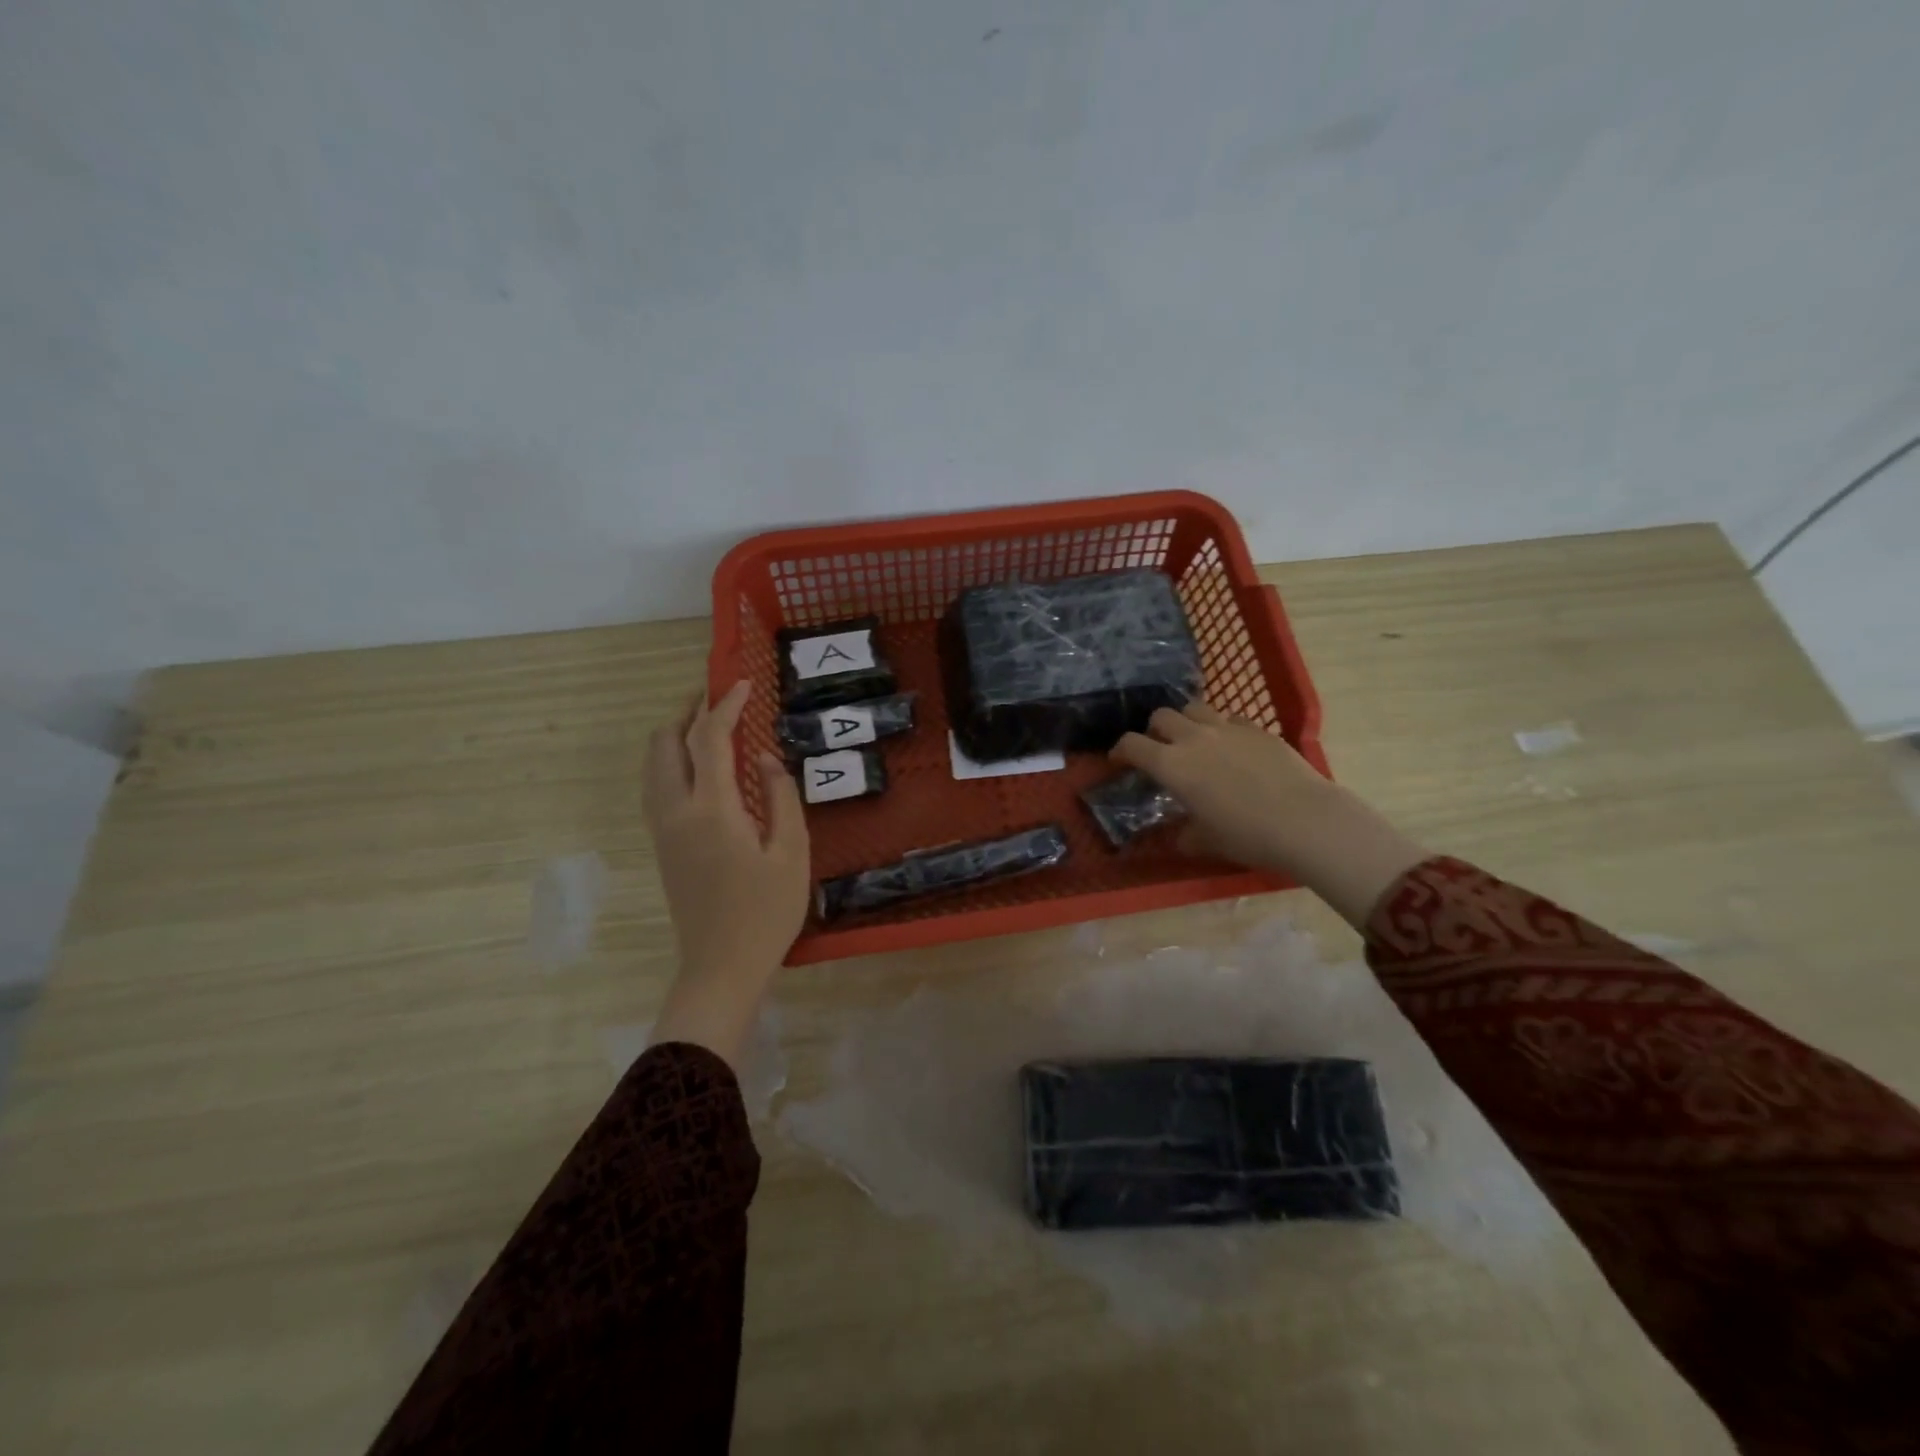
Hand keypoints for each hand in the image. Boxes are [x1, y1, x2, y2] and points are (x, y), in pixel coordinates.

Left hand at [642, 681, 808, 1066]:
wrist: (720, 967)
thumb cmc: (766, 912)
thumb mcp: (791, 853)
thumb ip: (781, 796)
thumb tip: (764, 759)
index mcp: (711, 810)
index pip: (710, 739)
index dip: (726, 705)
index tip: (744, 684)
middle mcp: (675, 811)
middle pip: (665, 743)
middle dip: (689, 711)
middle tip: (720, 696)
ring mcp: (662, 829)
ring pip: (653, 764)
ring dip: (676, 734)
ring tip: (708, 723)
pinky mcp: (662, 845)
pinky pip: (656, 785)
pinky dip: (671, 760)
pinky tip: (699, 766)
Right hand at [1111, 700, 1426, 929]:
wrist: (1305, 821)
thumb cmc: (1247, 835)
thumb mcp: (1206, 841)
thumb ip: (1185, 834)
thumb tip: (1180, 836)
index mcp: (1171, 765)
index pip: (1131, 744)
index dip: (1120, 750)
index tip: (1120, 760)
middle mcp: (1193, 738)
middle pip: (1161, 716)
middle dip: (1154, 730)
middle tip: (1160, 749)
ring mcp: (1227, 728)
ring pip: (1195, 707)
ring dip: (1187, 721)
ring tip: (1194, 740)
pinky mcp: (1258, 729)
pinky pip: (1230, 718)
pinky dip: (1222, 727)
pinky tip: (1232, 747)